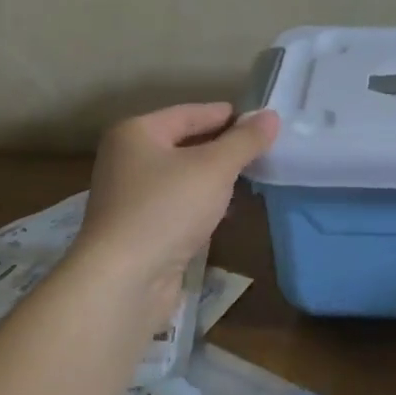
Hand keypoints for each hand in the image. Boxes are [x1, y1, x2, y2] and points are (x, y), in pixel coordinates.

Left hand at [75, 104, 279, 323]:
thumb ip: (245, 140)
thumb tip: (271, 116)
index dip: (226, 115)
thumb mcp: (215, 167)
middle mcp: (127, 159)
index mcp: (136, 133)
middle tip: (261, 148)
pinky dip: (202, 203)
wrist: (124, 280)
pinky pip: (177, 204)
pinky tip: (226, 211)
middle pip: (184, 143)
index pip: (189, 113)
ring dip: (214, 177)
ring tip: (251, 177)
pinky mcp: (138, 229)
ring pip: (182, 176)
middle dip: (222, 146)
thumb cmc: (168, 209)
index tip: (259, 120)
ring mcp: (130, 196)